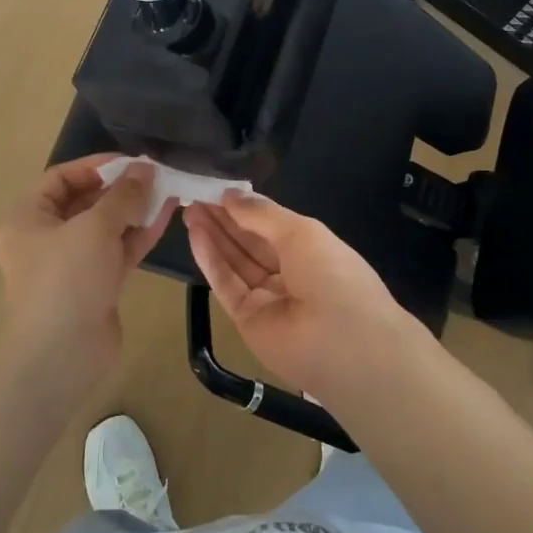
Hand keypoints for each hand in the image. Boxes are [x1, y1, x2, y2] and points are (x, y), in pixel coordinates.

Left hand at [0, 155, 176, 378]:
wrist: (61, 354)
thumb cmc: (67, 279)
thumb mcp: (95, 227)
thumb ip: (123, 195)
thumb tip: (145, 168)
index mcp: (29, 217)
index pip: (61, 178)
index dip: (96, 166)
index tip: (132, 161)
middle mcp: (46, 237)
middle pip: (85, 201)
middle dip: (121, 188)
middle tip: (156, 175)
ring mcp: (72, 263)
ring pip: (106, 227)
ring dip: (134, 209)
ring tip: (169, 189)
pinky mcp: (95, 285)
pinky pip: (117, 250)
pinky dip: (139, 234)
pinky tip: (167, 215)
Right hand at [183, 192, 432, 404]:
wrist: (344, 343)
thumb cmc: (332, 275)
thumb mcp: (301, 232)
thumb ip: (262, 213)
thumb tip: (230, 194)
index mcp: (310, 250)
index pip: (271, 226)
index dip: (245, 208)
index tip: (217, 189)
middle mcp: (289, 273)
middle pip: (249, 242)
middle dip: (224, 219)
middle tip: (195, 196)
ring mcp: (267, 298)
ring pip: (235, 262)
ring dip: (213, 235)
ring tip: (188, 209)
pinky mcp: (247, 319)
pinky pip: (226, 284)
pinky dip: (210, 260)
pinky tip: (195, 235)